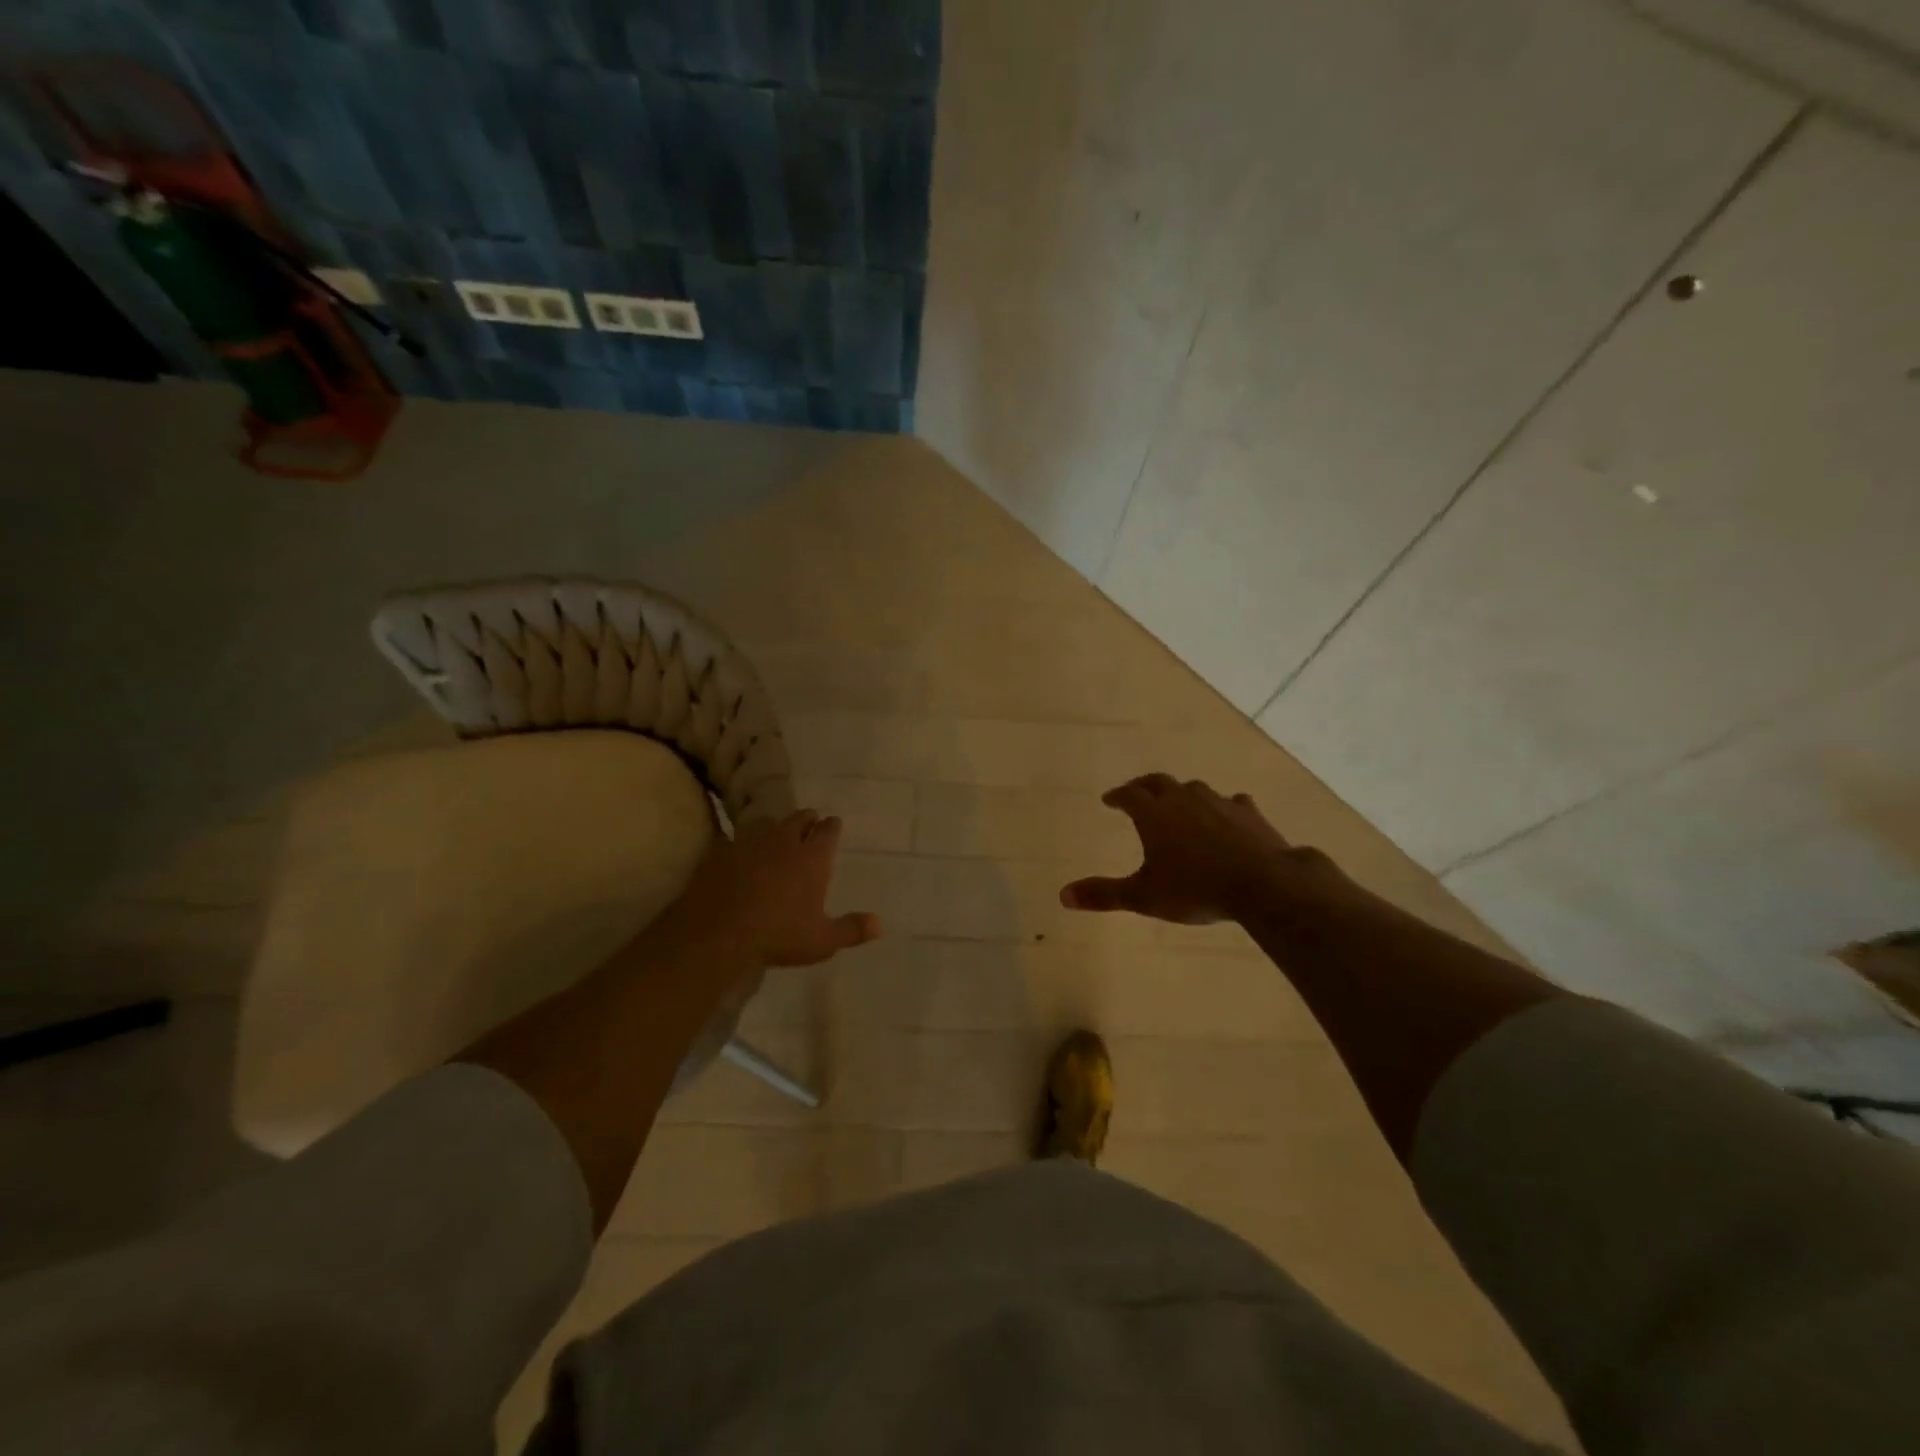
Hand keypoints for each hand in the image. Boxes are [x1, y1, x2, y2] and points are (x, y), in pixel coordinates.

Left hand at [674, 810, 881, 966]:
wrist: (719, 933)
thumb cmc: (778, 935)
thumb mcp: (822, 941)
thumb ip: (852, 930)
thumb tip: (882, 924)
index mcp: (813, 858)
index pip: (828, 831)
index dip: (832, 826)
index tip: (834, 824)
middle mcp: (785, 842)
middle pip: (800, 818)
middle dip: (807, 819)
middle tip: (810, 822)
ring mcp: (751, 843)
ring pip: (768, 822)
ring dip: (775, 825)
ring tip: (776, 831)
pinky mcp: (722, 851)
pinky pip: (736, 837)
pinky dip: (743, 840)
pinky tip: (740, 848)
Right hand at [1060, 775, 1333, 924]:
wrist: (1262, 883)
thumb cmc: (1195, 889)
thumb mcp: (1144, 897)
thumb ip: (1104, 894)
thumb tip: (1063, 895)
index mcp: (1154, 814)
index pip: (1129, 795)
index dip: (1117, 796)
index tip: (1109, 800)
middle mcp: (1183, 799)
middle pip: (1158, 782)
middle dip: (1143, 786)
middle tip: (1136, 793)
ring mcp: (1219, 802)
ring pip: (1194, 789)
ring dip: (1181, 794)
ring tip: (1178, 804)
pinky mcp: (1248, 813)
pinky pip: (1231, 802)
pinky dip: (1222, 807)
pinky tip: (1227, 815)